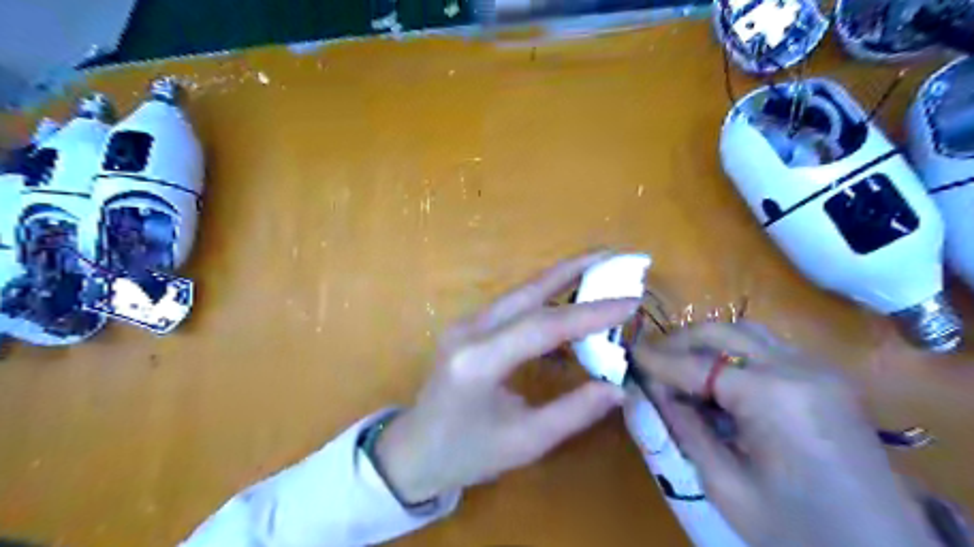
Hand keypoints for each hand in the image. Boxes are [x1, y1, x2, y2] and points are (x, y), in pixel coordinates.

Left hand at [375, 253, 639, 503]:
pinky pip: (512, 307)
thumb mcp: (524, 442)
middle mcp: (469, 331)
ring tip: (598, 270)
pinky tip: (568, 305)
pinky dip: (544, 301)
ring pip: (520, 293)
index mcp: (478, 361)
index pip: (543, 326)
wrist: (413, 450)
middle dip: (573, 269)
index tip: (630, 301)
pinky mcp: (468, 327)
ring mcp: (465, 324)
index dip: (590, 313)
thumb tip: (618, 388)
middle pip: (528, 291)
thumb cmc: (465, 454)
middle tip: (613, 255)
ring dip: (560, 279)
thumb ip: (572, 413)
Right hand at [628, 322, 938, 543]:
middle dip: (680, 341)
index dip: (657, 360)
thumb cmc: (798, 532)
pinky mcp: (827, 379)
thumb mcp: (725, 485)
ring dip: (707, 344)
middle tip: (651, 359)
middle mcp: (799, 368)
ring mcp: (820, 370)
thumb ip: (684, 427)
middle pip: (724, 330)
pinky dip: (733, 356)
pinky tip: (718, 381)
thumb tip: (651, 389)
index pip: (697, 364)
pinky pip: (767, 350)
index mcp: (774, 396)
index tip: (628, 353)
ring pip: (746, 333)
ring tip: (679, 367)